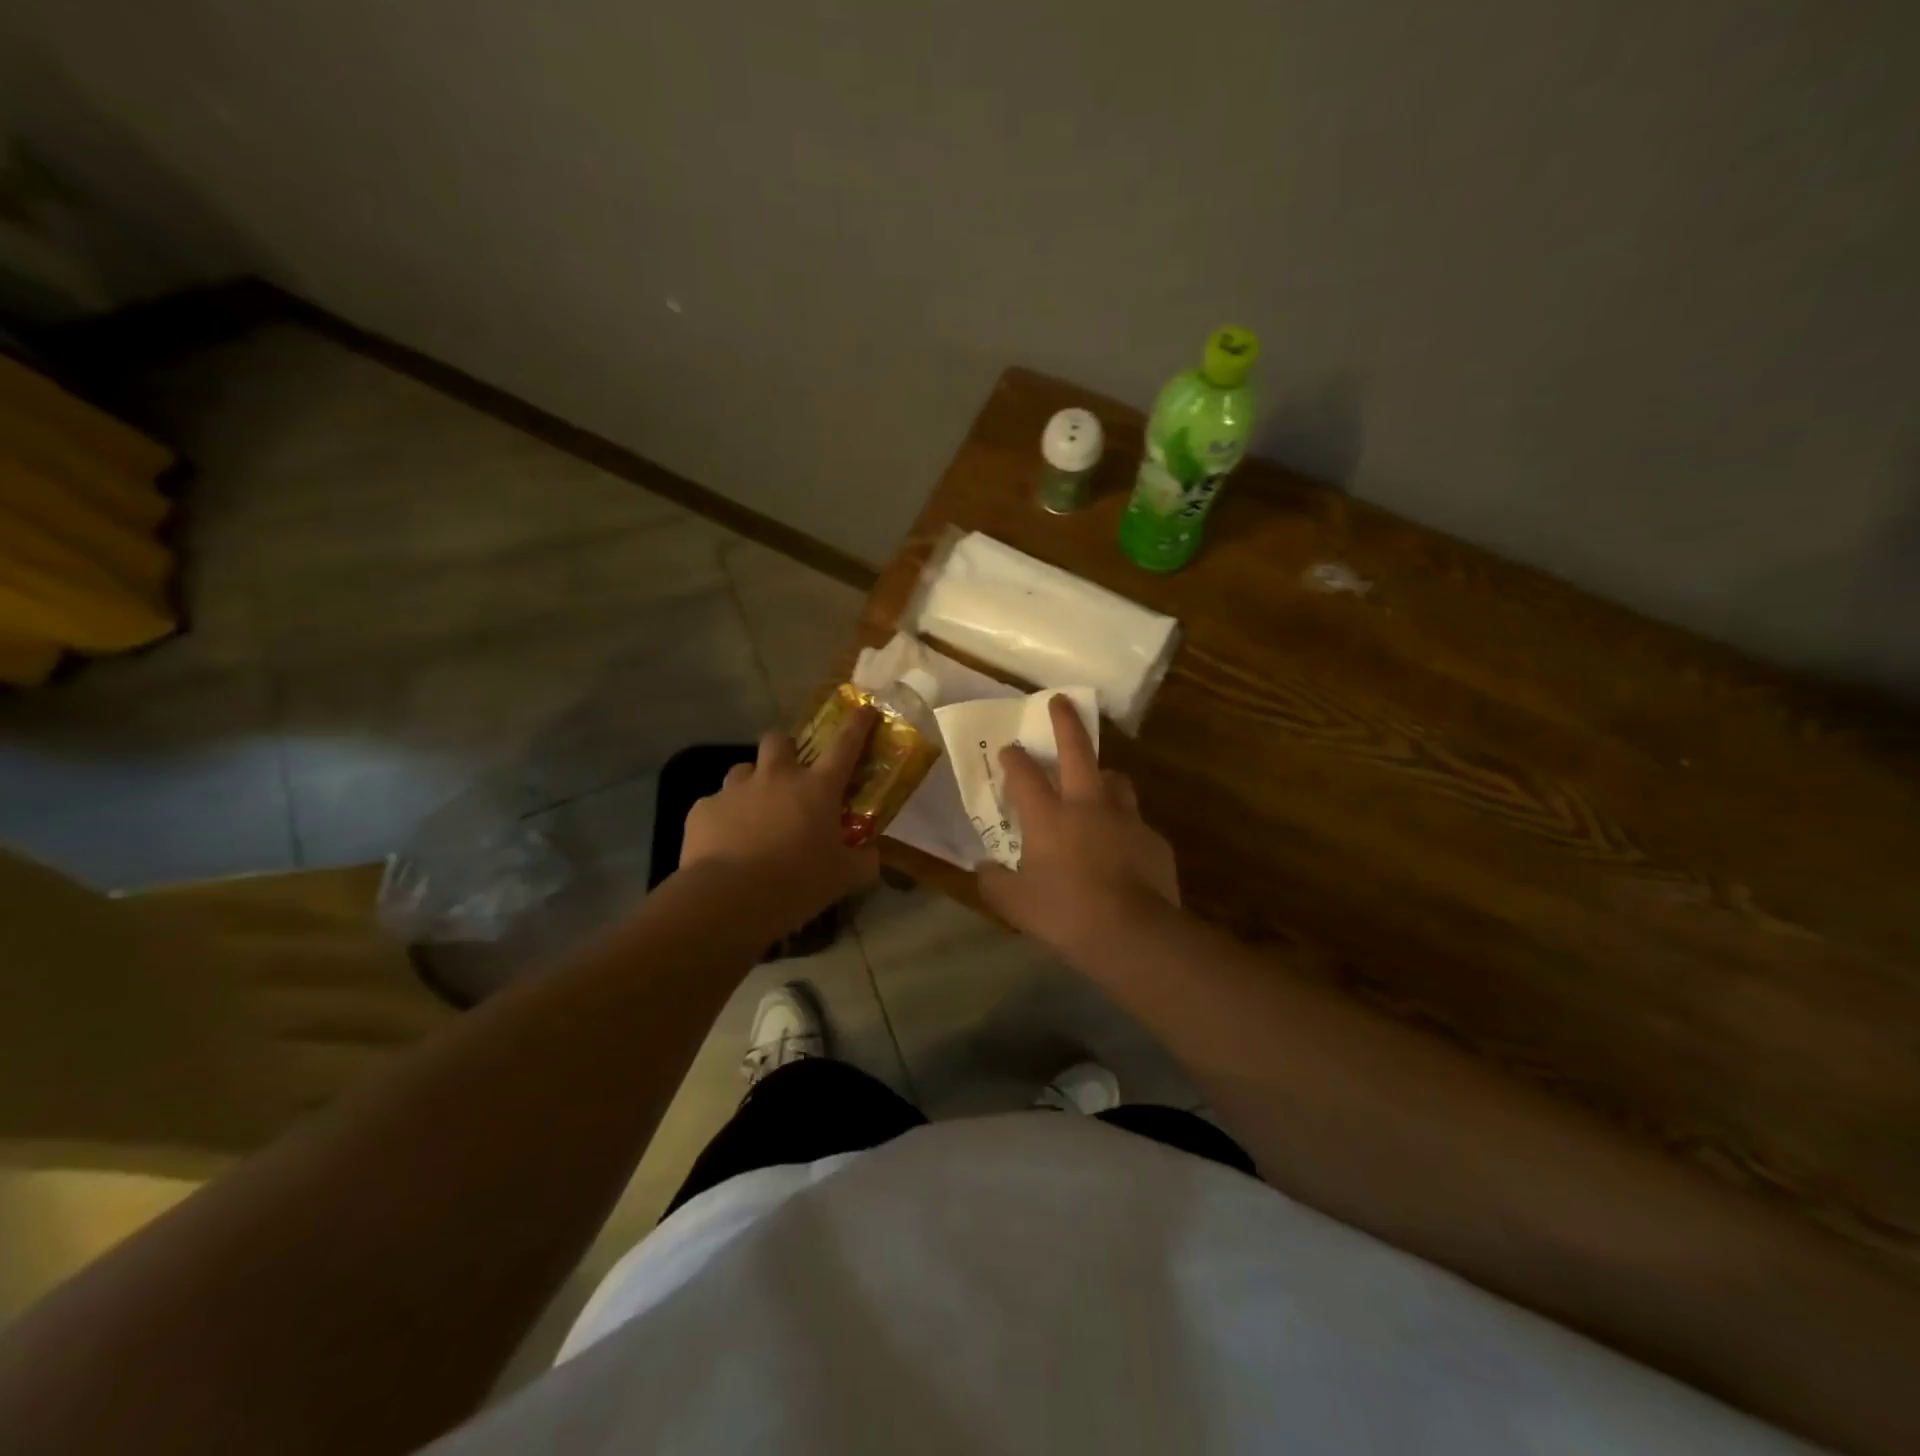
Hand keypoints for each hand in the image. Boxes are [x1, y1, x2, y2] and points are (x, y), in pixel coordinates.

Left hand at [680, 707, 880, 932]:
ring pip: (743, 770)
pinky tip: (725, 843)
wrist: (729, 899)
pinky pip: (715, 804)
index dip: (857, 724)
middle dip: (785, 749)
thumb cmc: (797, 882)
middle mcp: (776, 777)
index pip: (845, 745)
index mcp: (817, 788)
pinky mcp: (703, 809)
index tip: (864, 709)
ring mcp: (735, 790)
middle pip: (779, 740)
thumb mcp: (844, 878)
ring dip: (752, 784)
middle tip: (789, 775)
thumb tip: (873, 856)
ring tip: (754, 813)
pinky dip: (724, 817)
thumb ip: (864, 862)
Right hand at [977, 694, 1178, 957]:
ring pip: (1114, 779)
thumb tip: (982, 870)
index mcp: (1048, 816)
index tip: (1008, 748)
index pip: (1024, 774)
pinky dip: (1124, 825)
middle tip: (1060, 701)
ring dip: (1102, 774)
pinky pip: (1135, 822)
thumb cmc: (1065, 914)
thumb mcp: (1016, 904)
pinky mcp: (1153, 838)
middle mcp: (1087, 805)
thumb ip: (994, 883)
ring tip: (1097, 782)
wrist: (1133, 933)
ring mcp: (1125, 818)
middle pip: (1077, 750)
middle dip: (1065, 722)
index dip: (1013, 758)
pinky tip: (1122, 846)